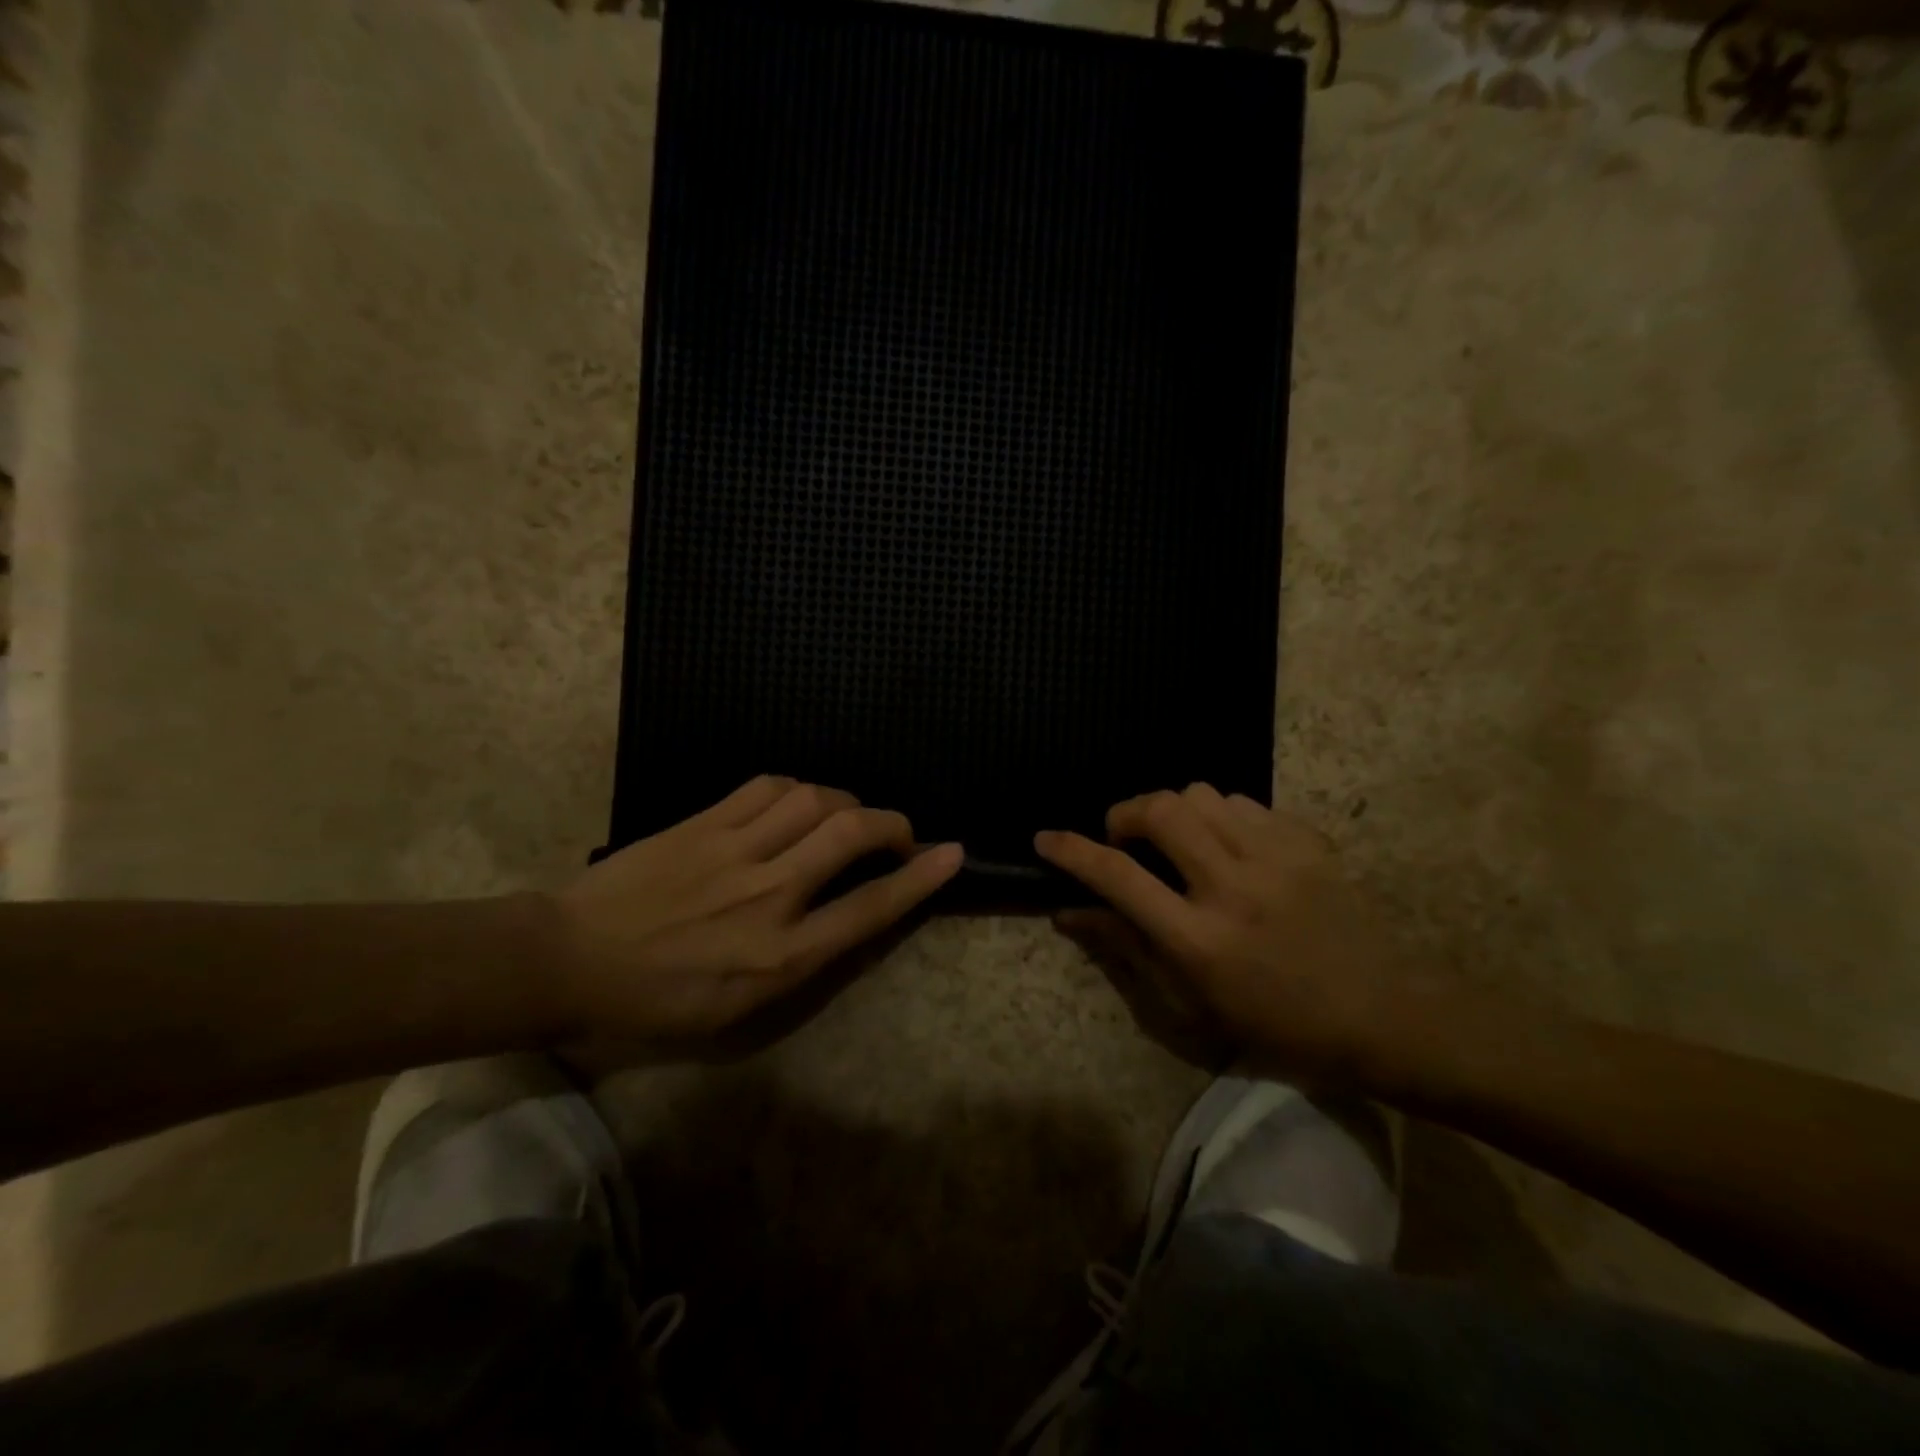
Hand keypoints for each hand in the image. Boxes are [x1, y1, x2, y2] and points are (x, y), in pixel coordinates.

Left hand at [551, 776, 962, 1038]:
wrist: (569, 961)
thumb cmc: (658, 1002)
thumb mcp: (740, 1012)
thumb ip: (801, 964)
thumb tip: (847, 920)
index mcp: (780, 955)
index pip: (870, 907)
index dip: (920, 878)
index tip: (952, 853)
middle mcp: (768, 895)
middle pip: (852, 834)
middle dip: (893, 824)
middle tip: (900, 833)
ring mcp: (734, 851)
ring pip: (815, 798)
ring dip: (846, 802)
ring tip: (846, 816)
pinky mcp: (705, 822)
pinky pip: (769, 786)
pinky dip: (798, 788)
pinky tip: (798, 801)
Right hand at [1036, 785, 1410, 1079]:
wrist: (1383, 1016)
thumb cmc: (1276, 1026)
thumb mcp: (1191, 1005)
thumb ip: (1127, 948)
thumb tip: (1068, 911)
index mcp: (1200, 941)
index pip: (1119, 877)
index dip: (1072, 851)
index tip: (1047, 838)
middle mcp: (1234, 888)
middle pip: (1160, 811)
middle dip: (1125, 814)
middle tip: (1125, 838)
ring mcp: (1278, 859)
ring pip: (1201, 795)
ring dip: (1173, 811)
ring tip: (1179, 842)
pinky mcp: (1309, 843)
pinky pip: (1244, 802)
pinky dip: (1219, 815)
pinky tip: (1227, 845)